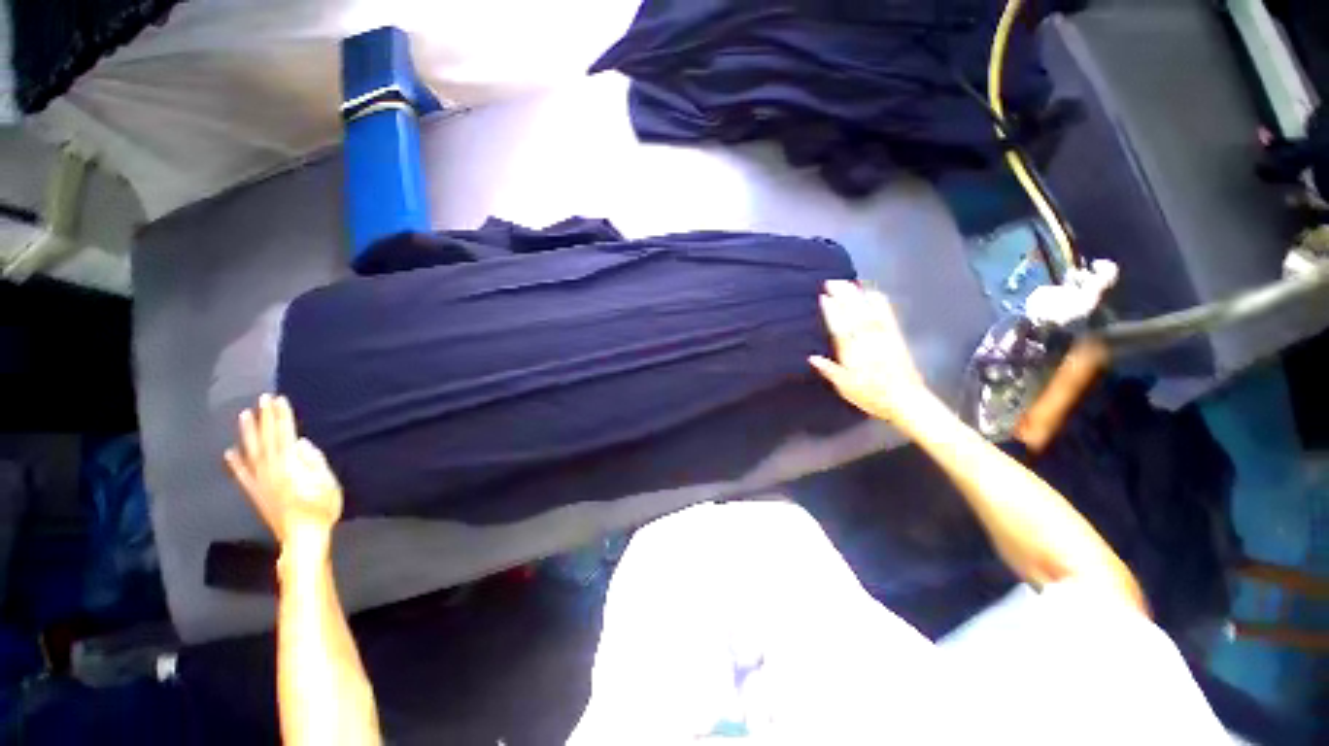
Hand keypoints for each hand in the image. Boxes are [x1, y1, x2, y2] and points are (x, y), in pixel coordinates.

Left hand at [225, 394, 342, 544]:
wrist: (302, 536)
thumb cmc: (321, 507)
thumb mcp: (328, 483)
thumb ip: (314, 461)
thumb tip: (300, 443)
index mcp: (290, 465)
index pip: (285, 434)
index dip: (281, 416)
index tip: (278, 399)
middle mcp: (271, 469)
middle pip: (267, 439)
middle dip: (266, 418)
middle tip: (262, 399)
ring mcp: (260, 481)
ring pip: (251, 452)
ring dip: (248, 433)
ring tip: (244, 416)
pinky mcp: (255, 493)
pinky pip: (242, 475)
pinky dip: (235, 463)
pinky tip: (229, 452)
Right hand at [809, 280, 933, 423]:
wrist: (906, 400)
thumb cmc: (871, 396)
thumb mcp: (845, 387)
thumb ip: (829, 370)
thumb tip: (812, 357)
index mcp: (853, 353)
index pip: (840, 328)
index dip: (832, 311)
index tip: (823, 296)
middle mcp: (867, 341)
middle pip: (854, 314)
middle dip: (843, 296)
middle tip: (832, 281)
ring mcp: (883, 336)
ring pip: (869, 311)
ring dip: (859, 295)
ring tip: (849, 281)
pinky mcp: (896, 336)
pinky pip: (887, 315)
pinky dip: (880, 302)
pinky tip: (874, 292)